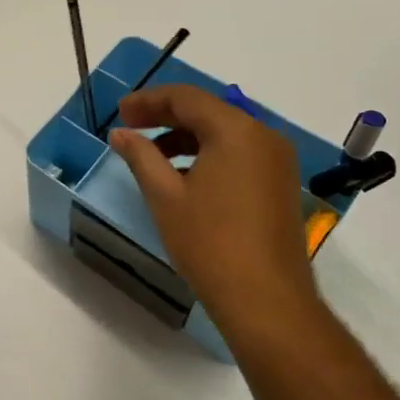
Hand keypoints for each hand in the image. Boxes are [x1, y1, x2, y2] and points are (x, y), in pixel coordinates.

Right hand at [107, 85, 315, 341]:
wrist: (267, 301)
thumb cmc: (210, 243)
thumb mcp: (165, 196)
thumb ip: (141, 156)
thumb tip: (120, 133)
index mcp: (236, 130)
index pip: (186, 98)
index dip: (148, 101)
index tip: (119, 113)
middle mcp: (263, 136)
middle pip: (208, 111)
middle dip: (166, 116)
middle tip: (130, 127)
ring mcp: (277, 161)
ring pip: (224, 133)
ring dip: (186, 137)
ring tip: (152, 156)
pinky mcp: (280, 184)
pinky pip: (239, 153)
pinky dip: (208, 155)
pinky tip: (183, 178)